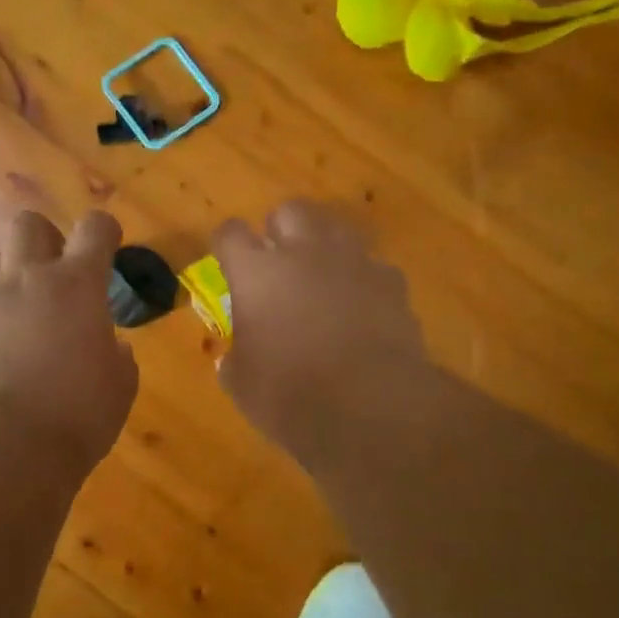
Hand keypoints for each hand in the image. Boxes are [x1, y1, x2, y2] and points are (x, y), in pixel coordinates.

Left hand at [0, 211, 139, 469]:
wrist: (1, 447)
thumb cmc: (76, 416)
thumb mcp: (119, 387)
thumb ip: (118, 358)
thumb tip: (114, 348)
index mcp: (76, 285)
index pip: (94, 229)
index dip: (102, 230)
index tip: (106, 244)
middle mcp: (24, 278)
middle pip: (28, 224)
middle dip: (43, 238)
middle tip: (51, 271)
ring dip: (1, 273)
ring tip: (9, 306)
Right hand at [211, 201, 426, 449]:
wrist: (373, 407)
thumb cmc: (291, 395)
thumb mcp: (242, 385)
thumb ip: (235, 359)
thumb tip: (233, 358)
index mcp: (257, 272)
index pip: (230, 233)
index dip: (226, 244)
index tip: (226, 261)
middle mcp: (304, 252)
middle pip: (290, 210)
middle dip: (281, 229)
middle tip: (278, 262)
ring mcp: (353, 262)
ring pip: (336, 227)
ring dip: (324, 246)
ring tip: (321, 277)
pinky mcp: (392, 282)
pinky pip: (372, 266)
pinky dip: (362, 280)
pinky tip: (361, 308)